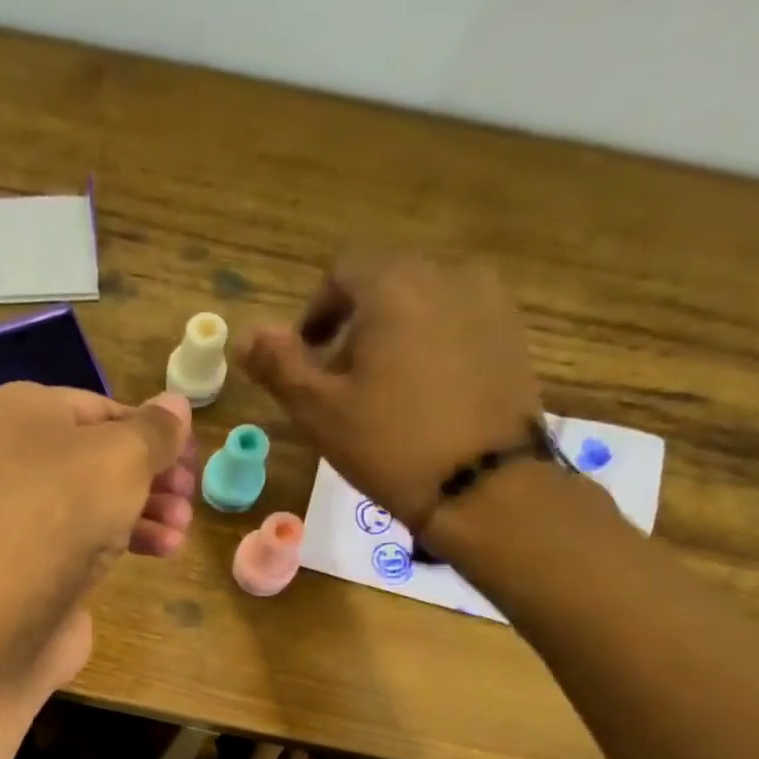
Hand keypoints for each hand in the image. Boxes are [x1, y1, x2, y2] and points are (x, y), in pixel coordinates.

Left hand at [0, 383, 195, 695]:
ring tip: (183, 528)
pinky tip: (164, 551)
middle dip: (154, 476)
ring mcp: (24, 514)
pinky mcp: (36, 562)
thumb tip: (176, 404)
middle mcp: (15, 458)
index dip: (152, 429)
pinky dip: (127, 540)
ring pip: (99, 502)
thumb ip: (156, 431)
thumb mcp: (123, 457)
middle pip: (102, 458)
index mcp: (22, 412)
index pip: (101, 408)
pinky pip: (88, 539)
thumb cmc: (63, 512)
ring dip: (148, 511)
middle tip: (191, 494)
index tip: (192, 454)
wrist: (5, 617)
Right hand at [241, 253, 545, 534]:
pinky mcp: (513, 333)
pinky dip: (433, 346)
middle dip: (356, 323)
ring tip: (384, 392)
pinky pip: (459, 323)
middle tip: (340, 381)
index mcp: (394, 284)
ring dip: (395, 333)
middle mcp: (447, 273)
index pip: (343, 272)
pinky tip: (425, 396)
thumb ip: (280, 367)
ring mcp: (490, 300)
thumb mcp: (320, 411)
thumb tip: (245, 335)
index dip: (316, 313)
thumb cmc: (389, 445)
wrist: (483, 486)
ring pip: (425, 302)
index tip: (307, 359)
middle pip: (386, 283)